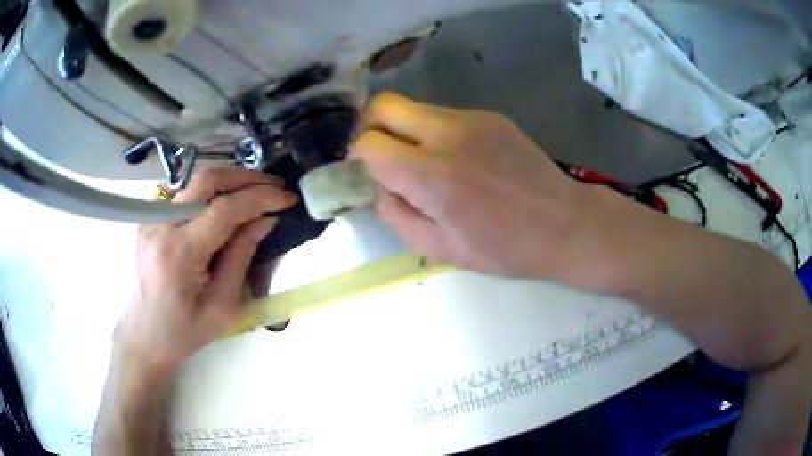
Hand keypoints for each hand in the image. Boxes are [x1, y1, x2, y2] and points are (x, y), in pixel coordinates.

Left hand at [115, 168, 296, 382]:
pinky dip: (207, 191)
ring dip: (227, 180)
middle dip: (245, 177)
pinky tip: (222, 201)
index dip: (259, 198)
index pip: (223, 209)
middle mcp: (159, 226)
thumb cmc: (184, 331)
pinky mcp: (148, 219)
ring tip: (254, 190)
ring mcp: (149, 219)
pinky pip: (182, 192)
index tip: (287, 198)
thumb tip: (265, 220)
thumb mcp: (222, 306)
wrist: (144, 335)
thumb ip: (241, 257)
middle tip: (274, 186)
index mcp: (178, 253)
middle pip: (205, 180)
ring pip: (193, 181)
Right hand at [351, 93, 584, 277]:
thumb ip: (397, 216)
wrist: (565, 224)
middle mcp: (447, 135)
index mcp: (432, 177)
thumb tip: (379, 187)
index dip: (357, 157)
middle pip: (384, 105)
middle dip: (369, 127)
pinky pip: (444, 115)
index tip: (365, 172)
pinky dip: (434, 132)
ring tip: (423, 162)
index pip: (368, 144)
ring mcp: (472, 119)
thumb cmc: (505, 248)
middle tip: (379, 154)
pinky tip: (457, 159)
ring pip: (414, 107)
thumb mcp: (440, 249)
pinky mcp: (490, 116)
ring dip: (404, 130)